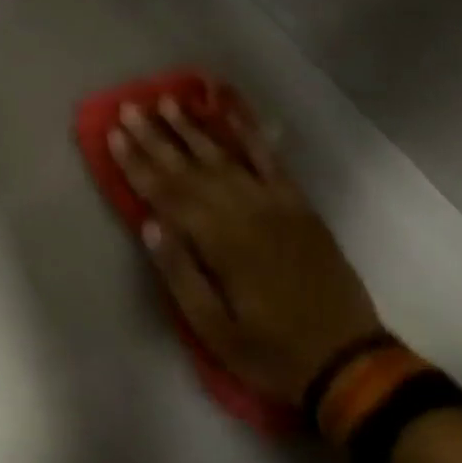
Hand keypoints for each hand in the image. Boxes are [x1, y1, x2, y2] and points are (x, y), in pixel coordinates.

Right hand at [110, 98, 382, 405]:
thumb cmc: (268, 351)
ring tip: (168, 101)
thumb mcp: (212, 328)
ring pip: (226, 157)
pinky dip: (251, 134)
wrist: (347, 360)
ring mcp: (277, 204)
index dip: (138, 163)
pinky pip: (272, 161)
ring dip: (195, 128)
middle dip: (157, 137)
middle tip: (130, 108)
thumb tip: (148, 223)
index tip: (114, 134)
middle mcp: (247, 212)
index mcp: (221, 243)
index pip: (168, 194)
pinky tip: (232, 114)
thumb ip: (179, 272)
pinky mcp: (300, 206)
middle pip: (192, 168)